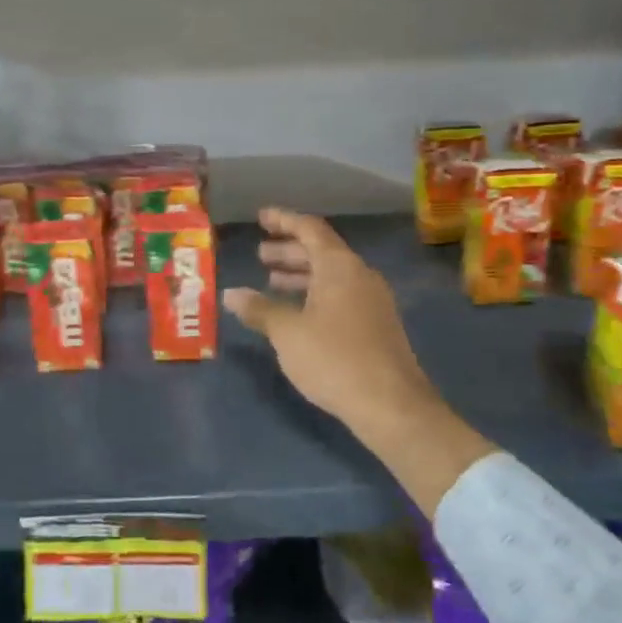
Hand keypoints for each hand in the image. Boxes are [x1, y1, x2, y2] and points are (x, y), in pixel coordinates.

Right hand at [223, 209, 439, 458]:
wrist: (390, 405)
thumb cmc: (333, 358)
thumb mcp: (287, 332)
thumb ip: (259, 309)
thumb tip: (231, 293)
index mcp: (339, 267)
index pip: (309, 229)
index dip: (283, 220)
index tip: (261, 217)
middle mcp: (360, 276)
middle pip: (321, 251)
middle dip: (289, 251)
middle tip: (260, 255)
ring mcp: (372, 301)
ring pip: (332, 276)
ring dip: (301, 275)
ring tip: (271, 283)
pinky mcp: (376, 325)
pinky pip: (340, 295)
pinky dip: (315, 294)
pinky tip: (297, 314)